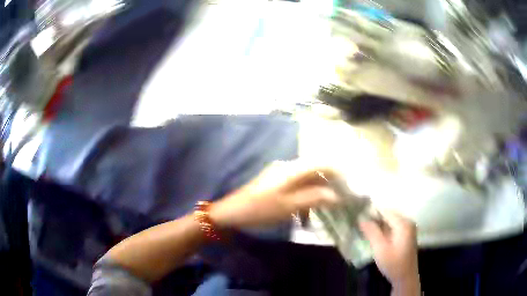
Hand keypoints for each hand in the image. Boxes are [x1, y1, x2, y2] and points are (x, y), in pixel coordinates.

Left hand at [209, 160, 339, 228]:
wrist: (232, 212)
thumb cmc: (260, 209)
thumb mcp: (289, 206)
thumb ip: (314, 198)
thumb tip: (337, 195)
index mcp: (291, 169)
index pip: (321, 162)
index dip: (337, 170)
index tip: (349, 183)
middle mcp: (288, 166)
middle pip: (315, 170)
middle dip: (329, 184)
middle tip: (340, 198)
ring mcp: (281, 174)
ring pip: (307, 180)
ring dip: (317, 193)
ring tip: (324, 209)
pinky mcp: (276, 183)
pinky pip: (297, 186)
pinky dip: (305, 197)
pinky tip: (305, 213)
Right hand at [359, 211, 419, 294]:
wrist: (405, 277)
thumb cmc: (393, 264)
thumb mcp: (380, 249)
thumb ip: (372, 232)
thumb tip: (361, 218)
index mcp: (403, 223)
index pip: (385, 211)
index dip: (371, 211)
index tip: (358, 215)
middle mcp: (407, 222)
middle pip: (388, 214)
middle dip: (374, 217)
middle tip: (359, 222)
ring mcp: (408, 228)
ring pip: (390, 220)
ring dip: (378, 223)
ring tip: (364, 227)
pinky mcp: (406, 234)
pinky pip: (393, 226)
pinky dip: (383, 228)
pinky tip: (374, 234)